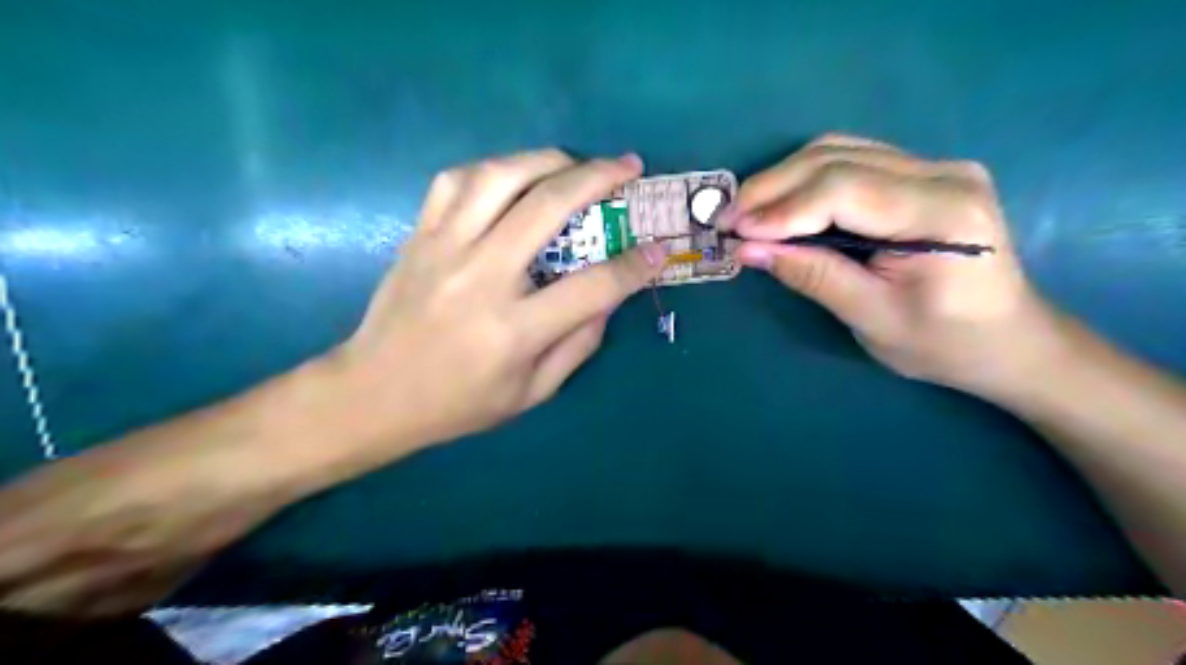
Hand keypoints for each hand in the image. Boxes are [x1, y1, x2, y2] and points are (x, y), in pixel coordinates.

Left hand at [0, 149, 665, 615]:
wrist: (372, 393)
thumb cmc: (457, 403)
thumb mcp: (531, 393)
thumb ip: (578, 344)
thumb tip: (608, 297)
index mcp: (514, 330)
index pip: (593, 286)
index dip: (635, 265)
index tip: (660, 248)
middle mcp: (481, 278)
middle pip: (548, 207)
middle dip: (599, 178)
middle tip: (628, 167)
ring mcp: (444, 248)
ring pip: (500, 176)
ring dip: (547, 159)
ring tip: (575, 162)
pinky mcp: (419, 235)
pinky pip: (456, 180)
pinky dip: (494, 167)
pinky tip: (514, 175)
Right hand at [739, 133, 1060, 396]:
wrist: (1007, 339)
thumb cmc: (944, 343)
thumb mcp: (872, 318)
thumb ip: (812, 276)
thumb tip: (748, 249)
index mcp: (943, 211)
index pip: (845, 190)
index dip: (782, 209)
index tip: (734, 233)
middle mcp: (943, 172)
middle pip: (836, 160)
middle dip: (771, 189)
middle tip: (726, 219)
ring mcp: (933, 166)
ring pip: (837, 151)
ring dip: (782, 179)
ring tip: (745, 212)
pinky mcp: (918, 173)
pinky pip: (848, 161)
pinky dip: (803, 180)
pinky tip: (779, 203)